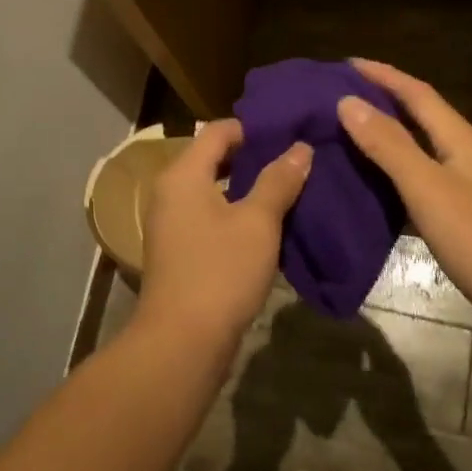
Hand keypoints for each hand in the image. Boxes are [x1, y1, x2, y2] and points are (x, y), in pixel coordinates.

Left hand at [138, 119, 311, 351]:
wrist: (182, 342)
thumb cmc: (220, 271)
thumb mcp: (258, 222)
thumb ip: (278, 181)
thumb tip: (300, 148)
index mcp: (183, 174)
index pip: (219, 130)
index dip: (254, 128)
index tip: (290, 133)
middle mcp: (171, 192)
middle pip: (214, 159)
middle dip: (254, 158)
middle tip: (296, 160)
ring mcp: (172, 223)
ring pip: (214, 191)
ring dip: (248, 189)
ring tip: (290, 189)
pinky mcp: (180, 251)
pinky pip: (211, 217)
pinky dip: (237, 214)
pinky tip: (270, 225)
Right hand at [337, 59, 471, 335]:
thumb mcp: (427, 187)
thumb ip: (389, 145)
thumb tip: (348, 101)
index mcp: (464, 140)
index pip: (418, 93)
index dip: (383, 75)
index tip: (346, 64)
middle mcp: (471, 155)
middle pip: (424, 116)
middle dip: (386, 100)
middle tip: (343, 96)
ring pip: (425, 147)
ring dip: (391, 135)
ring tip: (353, 132)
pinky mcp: (471, 217)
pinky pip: (427, 177)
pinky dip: (399, 170)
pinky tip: (380, 183)